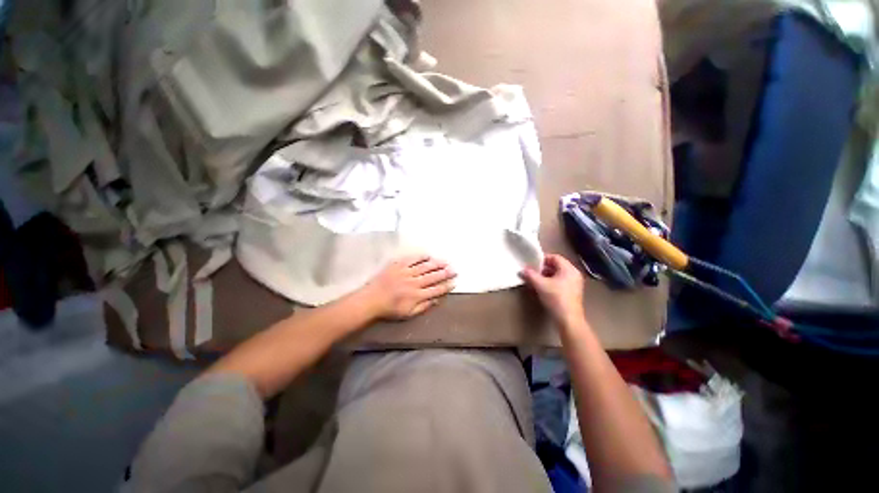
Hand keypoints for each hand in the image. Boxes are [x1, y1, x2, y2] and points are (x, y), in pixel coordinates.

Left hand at [360, 255, 456, 319]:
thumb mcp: (408, 314)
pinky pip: (412, 259)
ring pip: (425, 267)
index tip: (454, 282)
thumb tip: (437, 299)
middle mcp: (414, 282)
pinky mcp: (398, 265)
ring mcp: (406, 272)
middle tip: (454, 270)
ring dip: (437, 264)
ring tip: (445, 262)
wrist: (371, 299)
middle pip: (433, 276)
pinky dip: (421, 257)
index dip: (446, 286)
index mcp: (417, 295)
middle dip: (445, 273)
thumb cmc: (390, 309)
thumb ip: (424, 307)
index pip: (436, 290)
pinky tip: (428, 256)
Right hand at [519, 254, 585, 327]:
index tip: (531, 263)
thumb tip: (522, 270)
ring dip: (546, 275)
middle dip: (543, 268)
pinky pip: (561, 282)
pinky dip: (551, 282)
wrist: (568, 319)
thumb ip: (530, 275)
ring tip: (535, 279)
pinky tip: (542, 288)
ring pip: (558, 274)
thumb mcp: (540, 285)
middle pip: (557, 265)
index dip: (542, 259)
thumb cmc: (556, 298)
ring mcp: (575, 284)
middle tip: (532, 271)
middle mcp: (574, 274)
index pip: (555, 257)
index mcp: (569, 269)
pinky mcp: (573, 292)